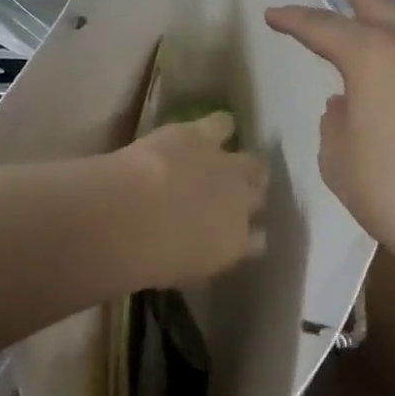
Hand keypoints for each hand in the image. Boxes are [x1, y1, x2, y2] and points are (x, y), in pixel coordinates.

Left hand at [118, 112, 269, 286]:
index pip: (257, 241)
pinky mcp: (204, 135)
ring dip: (242, 161)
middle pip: (259, 194)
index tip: (240, 234)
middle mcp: (241, 203)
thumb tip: (201, 256)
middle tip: (232, 192)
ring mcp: (226, 166)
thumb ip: (200, 261)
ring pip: (252, 160)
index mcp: (236, 243)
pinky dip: (221, 126)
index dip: (249, 234)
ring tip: (227, 158)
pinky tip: (215, 126)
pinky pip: (224, 124)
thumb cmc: (151, 257)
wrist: (135, 214)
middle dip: (251, 194)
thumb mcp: (181, 271)